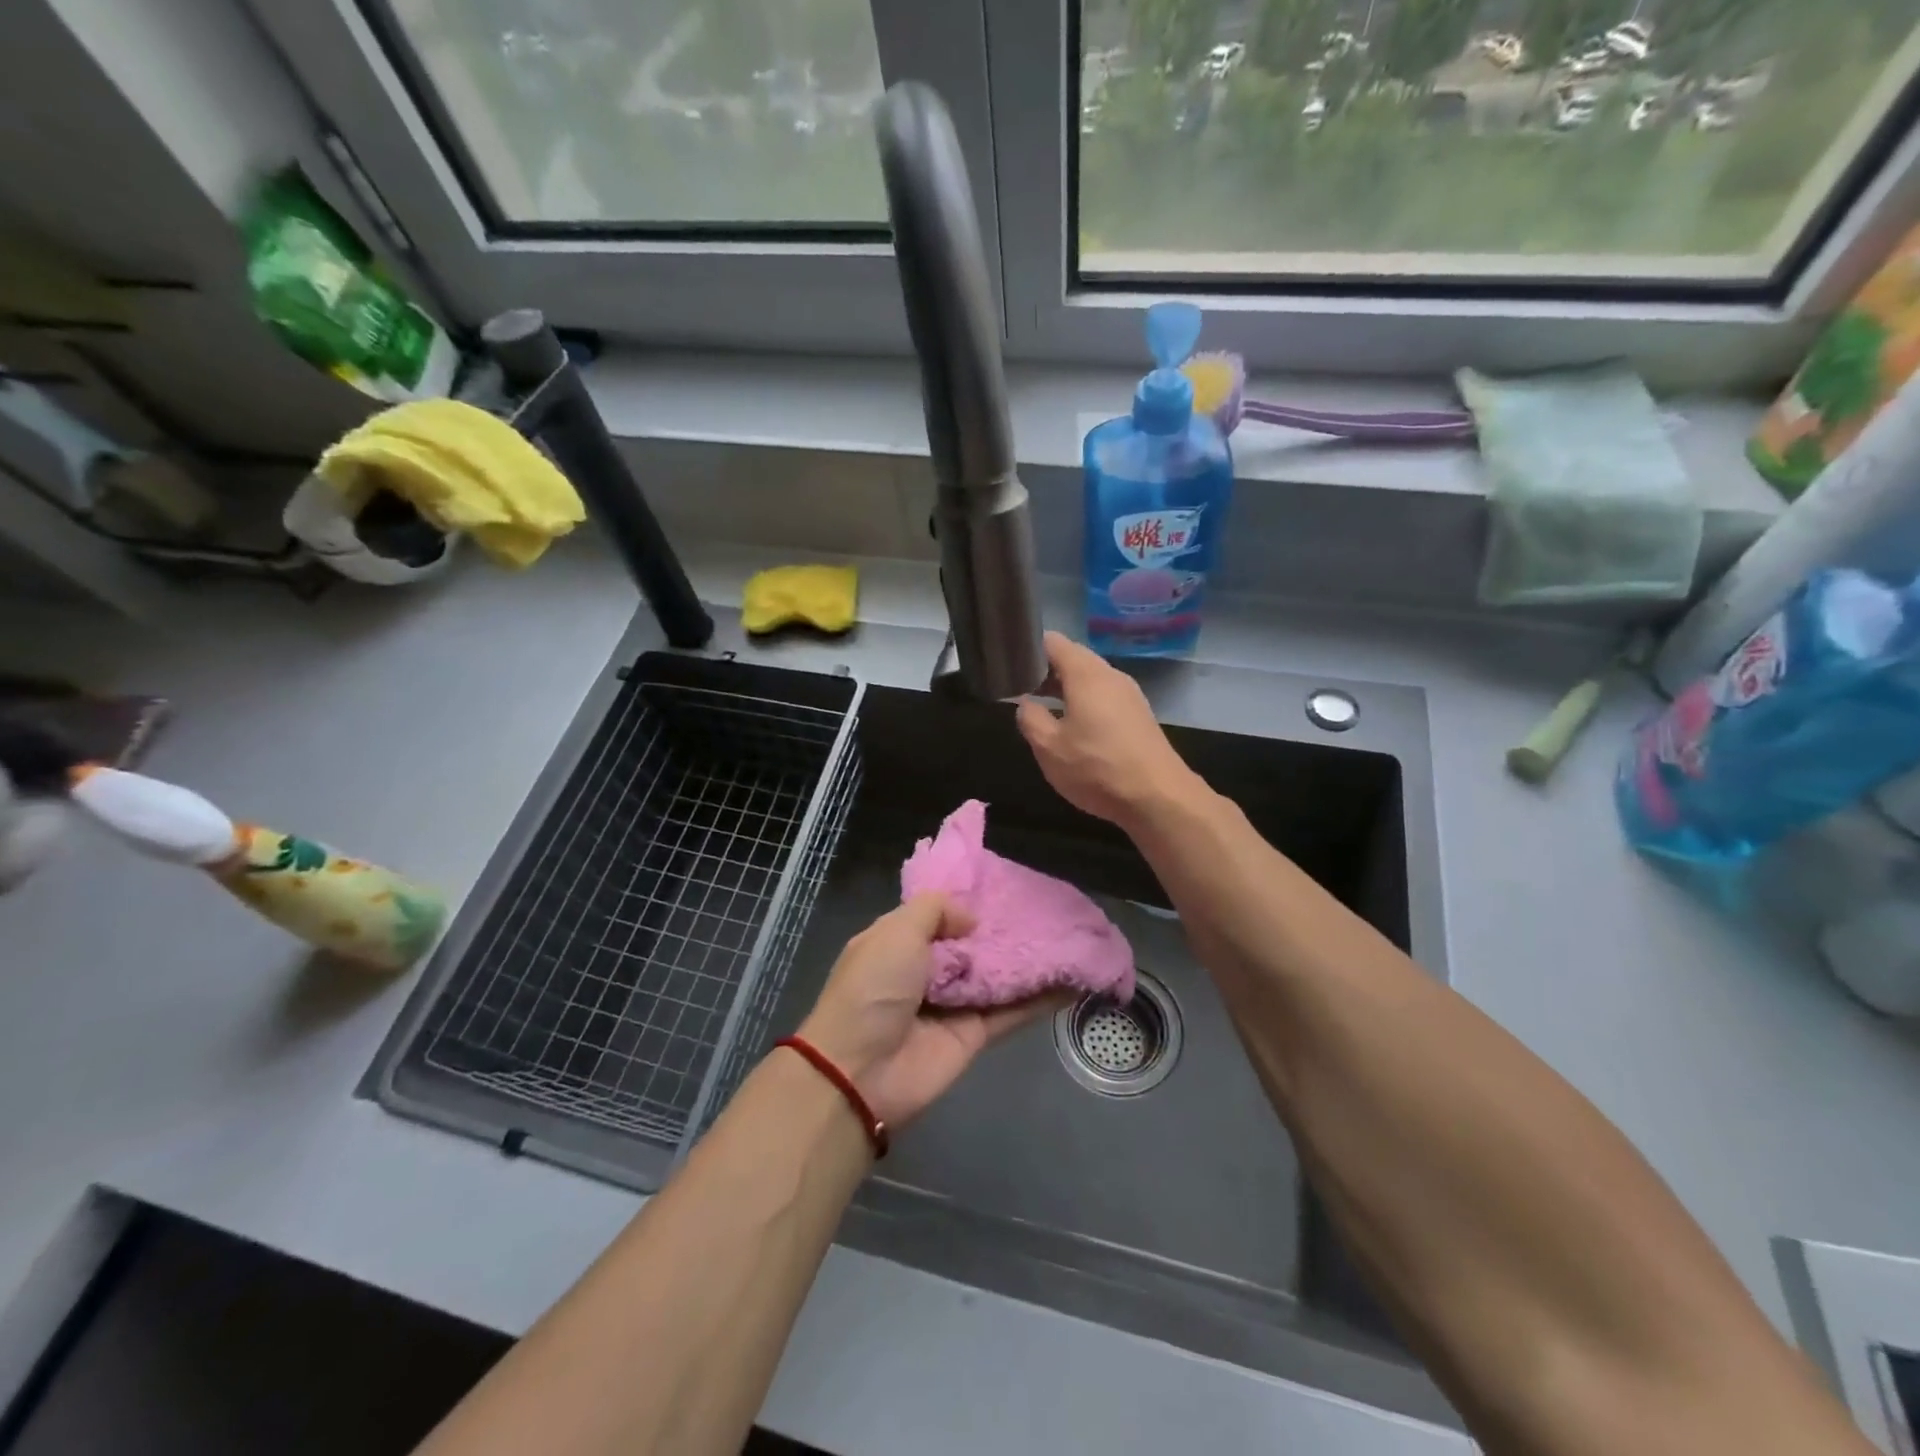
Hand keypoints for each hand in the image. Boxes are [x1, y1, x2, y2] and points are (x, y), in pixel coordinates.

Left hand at [797, 894, 1056, 1130]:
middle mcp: (925, 971)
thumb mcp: (896, 931)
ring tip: (1069, 938)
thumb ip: (935, 911)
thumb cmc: (873, 988)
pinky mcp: (974, 1036)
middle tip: (1046, 909)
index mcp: (898, 943)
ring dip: (1028, 962)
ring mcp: (952, 1004)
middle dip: (1002, 930)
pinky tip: (1073, 980)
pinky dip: (1040, 998)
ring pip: (996, 977)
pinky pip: (1011, 1011)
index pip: (937, 916)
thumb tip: (971, 921)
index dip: (966, 904)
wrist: (861, 1072)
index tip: (1003, 888)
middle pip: (971, 946)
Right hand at [1016, 631, 1197, 826]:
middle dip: (1046, 670)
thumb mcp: (1049, 747)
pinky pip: (1105, 696)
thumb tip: (1025, 704)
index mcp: (1086, 674)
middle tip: (1021, 689)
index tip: (1011, 665)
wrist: (1158, 797)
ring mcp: (1129, 694)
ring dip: (1066, 688)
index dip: (1029, 648)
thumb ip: (1030, 718)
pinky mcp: (1139, 715)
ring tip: (1043, 708)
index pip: (1053, 642)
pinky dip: (1085, 702)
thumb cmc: (1097, 768)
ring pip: (1091, 678)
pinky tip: (1074, 727)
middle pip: (1074, 658)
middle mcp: (1110, 675)